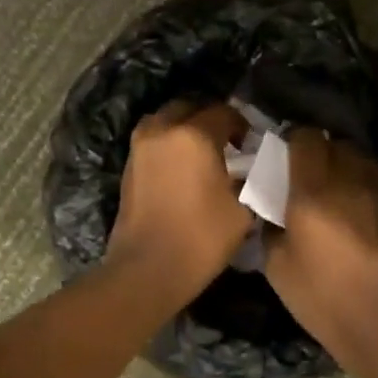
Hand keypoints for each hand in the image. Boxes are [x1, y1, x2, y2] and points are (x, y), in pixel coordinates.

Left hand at [107, 102, 252, 297]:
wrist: (147, 270)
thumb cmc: (201, 239)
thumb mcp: (242, 210)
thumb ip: (248, 180)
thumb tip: (246, 171)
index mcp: (194, 135)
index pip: (224, 112)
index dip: (241, 125)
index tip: (250, 144)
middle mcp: (163, 131)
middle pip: (189, 107)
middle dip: (208, 118)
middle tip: (226, 142)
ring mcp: (140, 148)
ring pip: (165, 121)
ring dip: (184, 128)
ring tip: (201, 152)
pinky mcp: (128, 167)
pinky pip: (152, 141)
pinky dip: (167, 145)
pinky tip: (182, 168)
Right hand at [264, 130, 377, 361]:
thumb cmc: (324, 295)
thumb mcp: (278, 268)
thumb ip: (272, 232)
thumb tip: (273, 219)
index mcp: (313, 189)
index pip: (306, 139)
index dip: (293, 143)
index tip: (283, 160)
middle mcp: (350, 180)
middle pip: (337, 144)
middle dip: (321, 153)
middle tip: (307, 178)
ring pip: (362, 161)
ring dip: (346, 168)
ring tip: (335, 193)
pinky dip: (364, 190)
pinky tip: (357, 215)